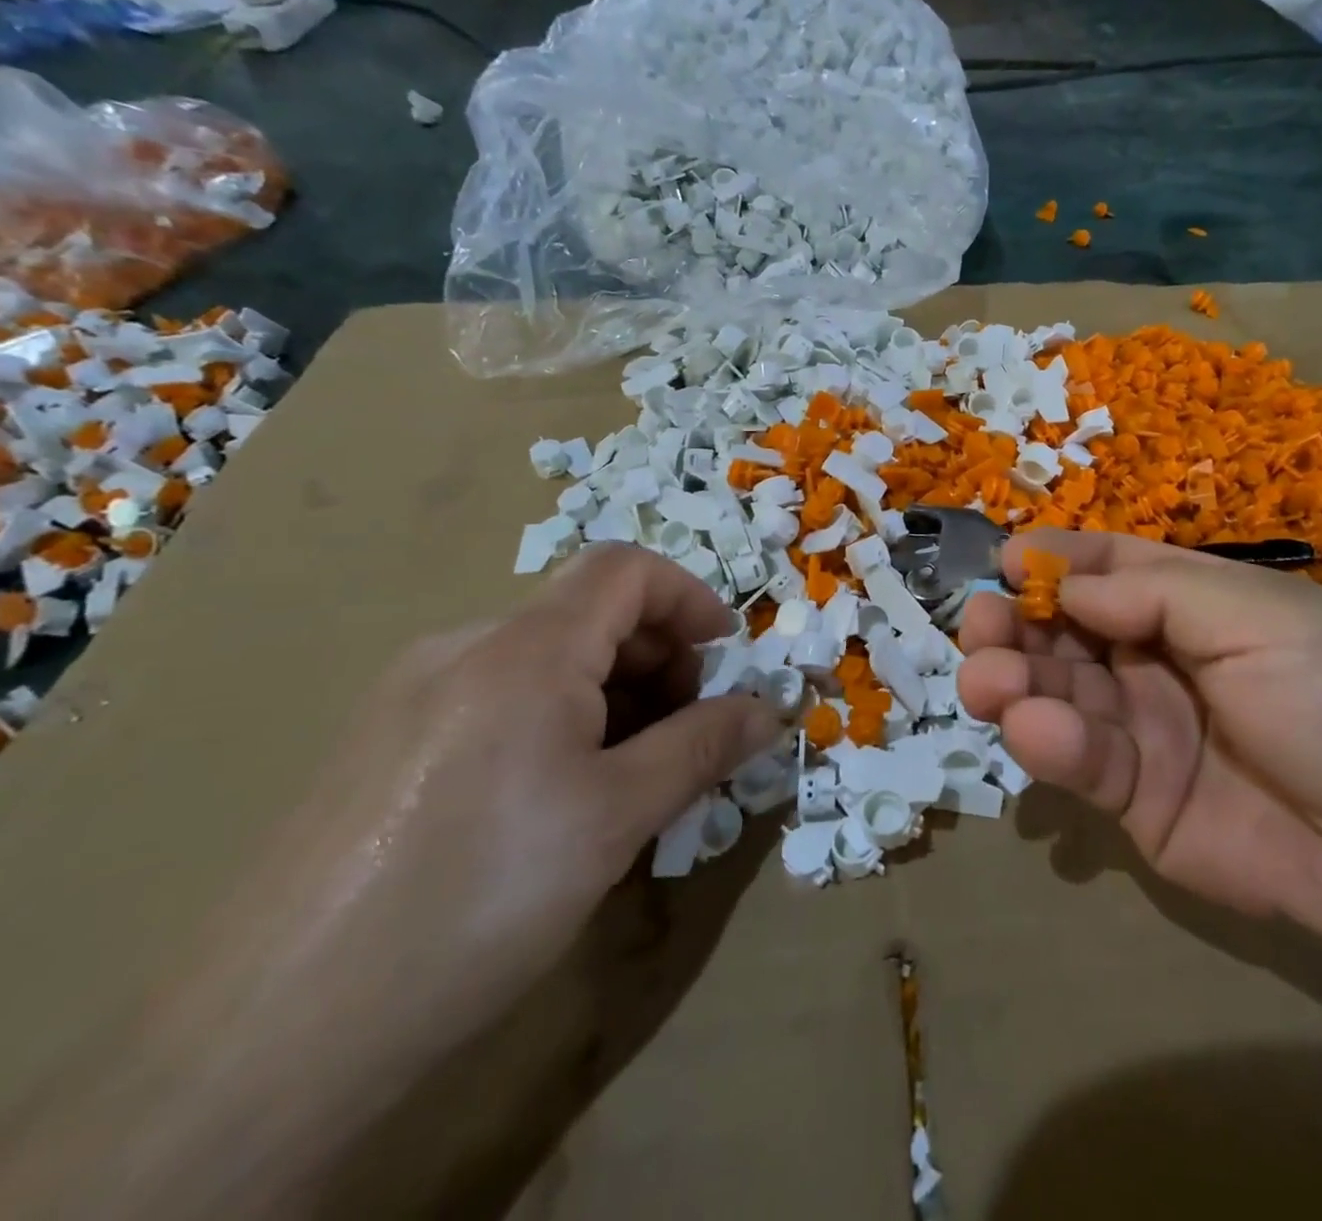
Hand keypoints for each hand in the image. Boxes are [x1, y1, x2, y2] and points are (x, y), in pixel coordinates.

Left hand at [209, 544, 782, 1062]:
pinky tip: (557, 800)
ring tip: (628, 778)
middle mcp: (462, 649)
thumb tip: (769, 711)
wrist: (272, 1033)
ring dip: (610, 695)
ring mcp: (412, 695)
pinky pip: (497, 699)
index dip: (690, 597)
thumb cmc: (480, 894)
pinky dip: (557, 720)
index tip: (726, 656)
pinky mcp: (383, 745)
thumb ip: (703, 747)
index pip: (625, 569)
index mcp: (524, 649)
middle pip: (587, 614)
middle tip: (685, 735)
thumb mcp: (619, 816)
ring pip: (543, 661)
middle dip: (658, 658)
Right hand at [957, 531, 1321, 980]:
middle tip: (977, 624)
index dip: (1059, 560)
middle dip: (1018, 621)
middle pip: (1068, 628)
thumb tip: (1064, 580)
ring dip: (1014, 679)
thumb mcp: (1263, 619)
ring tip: (984, 680)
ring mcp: (1141, 728)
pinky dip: (1047, 742)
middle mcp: (1158, 659)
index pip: (1111, 568)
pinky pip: (1078, 759)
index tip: (1007, 560)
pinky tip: (1031, 729)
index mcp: (1196, 604)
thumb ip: (1158, 592)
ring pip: (1057, 691)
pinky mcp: (1131, 796)